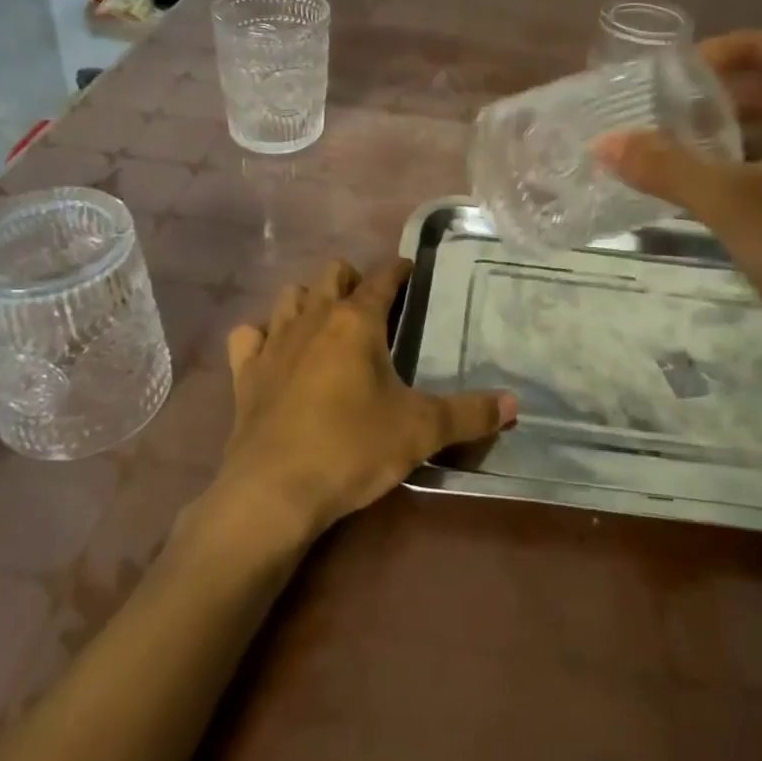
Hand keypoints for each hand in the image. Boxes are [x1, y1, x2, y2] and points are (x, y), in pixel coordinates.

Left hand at [216, 257, 516, 539]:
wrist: (274, 492)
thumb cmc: (352, 448)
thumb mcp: (420, 431)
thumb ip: (469, 414)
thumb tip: (515, 405)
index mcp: (356, 321)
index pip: (382, 277)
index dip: (399, 269)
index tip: (410, 270)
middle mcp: (313, 318)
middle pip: (331, 273)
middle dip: (352, 279)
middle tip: (371, 305)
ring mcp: (274, 342)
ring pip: (289, 296)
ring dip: (308, 301)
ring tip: (326, 324)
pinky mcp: (246, 373)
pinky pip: (248, 336)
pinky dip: (262, 336)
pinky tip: (275, 353)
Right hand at [597, 30, 761, 362]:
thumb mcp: (734, 204)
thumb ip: (667, 169)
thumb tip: (604, 143)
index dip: (735, 46)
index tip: (685, 70)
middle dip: (720, 96)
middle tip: (666, 111)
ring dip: (725, 138)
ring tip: (672, 151)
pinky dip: (738, 175)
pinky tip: (702, 198)